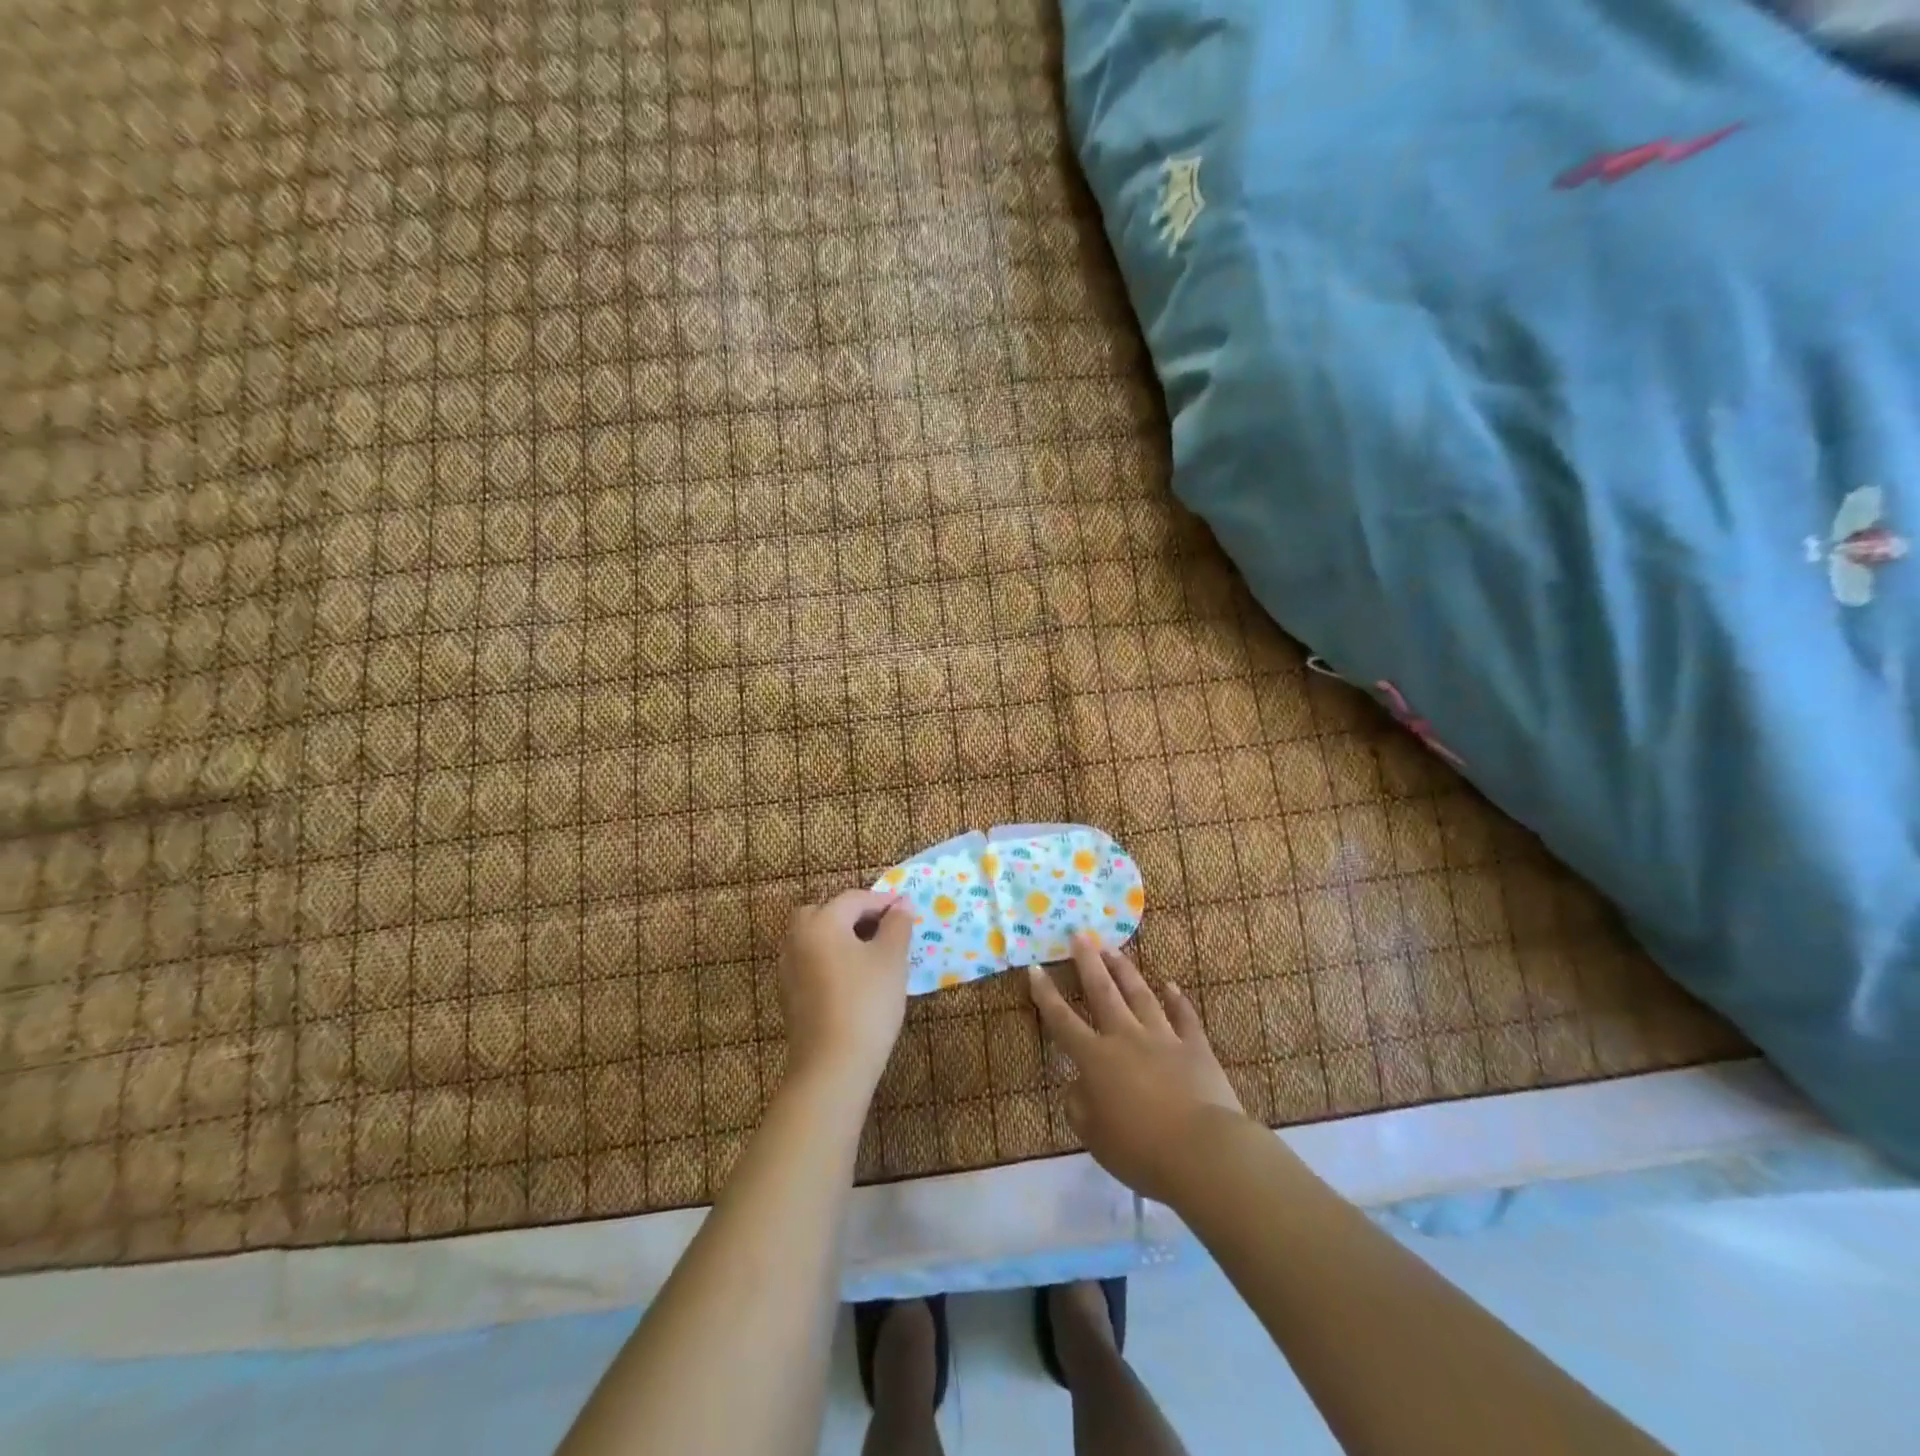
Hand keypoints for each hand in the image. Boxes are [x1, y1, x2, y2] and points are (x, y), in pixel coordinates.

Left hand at [777, 889, 913, 1095]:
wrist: (832, 1066)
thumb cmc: (867, 1003)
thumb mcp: (891, 959)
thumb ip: (897, 925)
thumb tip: (902, 904)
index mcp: (821, 923)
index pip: (853, 899)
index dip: (882, 901)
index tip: (905, 910)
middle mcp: (797, 939)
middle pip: (823, 913)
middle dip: (852, 915)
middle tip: (881, 928)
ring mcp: (788, 969)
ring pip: (814, 939)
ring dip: (839, 937)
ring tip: (870, 954)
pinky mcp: (788, 996)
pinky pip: (810, 963)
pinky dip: (829, 960)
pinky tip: (852, 980)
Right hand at [1029, 933, 1247, 1202]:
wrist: (1202, 1151)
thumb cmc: (1140, 1150)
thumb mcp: (1095, 1137)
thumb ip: (1079, 1107)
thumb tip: (1076, 1086)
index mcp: (1096, 1059)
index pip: (1063, 1021)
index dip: (1046, 994)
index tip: (1035, 967)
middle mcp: (1126, 1038)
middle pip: (1102, 993)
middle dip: (1088, 963)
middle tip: (1080, 936)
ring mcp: (1163, 1038)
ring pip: (1140, 996)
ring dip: (1125, 972)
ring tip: (1113, 950)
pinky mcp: (1195, 1047)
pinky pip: (1184, 1017)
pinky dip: (1178, 1000)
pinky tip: (1172, 986)